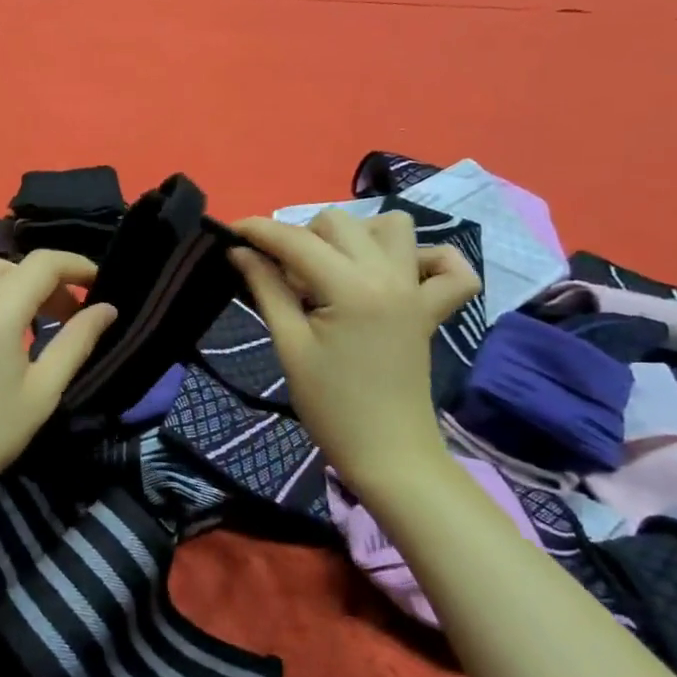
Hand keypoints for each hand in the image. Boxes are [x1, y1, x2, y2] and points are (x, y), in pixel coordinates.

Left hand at [0, 250, 117, 501]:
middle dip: (50, 280)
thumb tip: (106, 308)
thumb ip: (76, 343)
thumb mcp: (43, 392)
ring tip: (30, 312)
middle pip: (15, 266)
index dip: (76, 265)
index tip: (99, 285)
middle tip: (71, 316)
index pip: (43, 264)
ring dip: (13, 279)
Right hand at [228, 209, 480, 484]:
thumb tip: (239, 251)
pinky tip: (396, 274)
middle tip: (282, 277)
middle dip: (301, 237)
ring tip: (332, 268)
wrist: (388, 454)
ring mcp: (416, 289)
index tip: (228, 232)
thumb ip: (266, 289)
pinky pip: (447, 265)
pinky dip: (425, 258)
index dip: (257, 230)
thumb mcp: (289, 345)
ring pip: (391, 227)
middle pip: (337, 223)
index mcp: (351, 288)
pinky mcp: (431, 307)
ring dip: (356, 235)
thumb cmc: (330, 405)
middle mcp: (389, 275)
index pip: (296, 241)